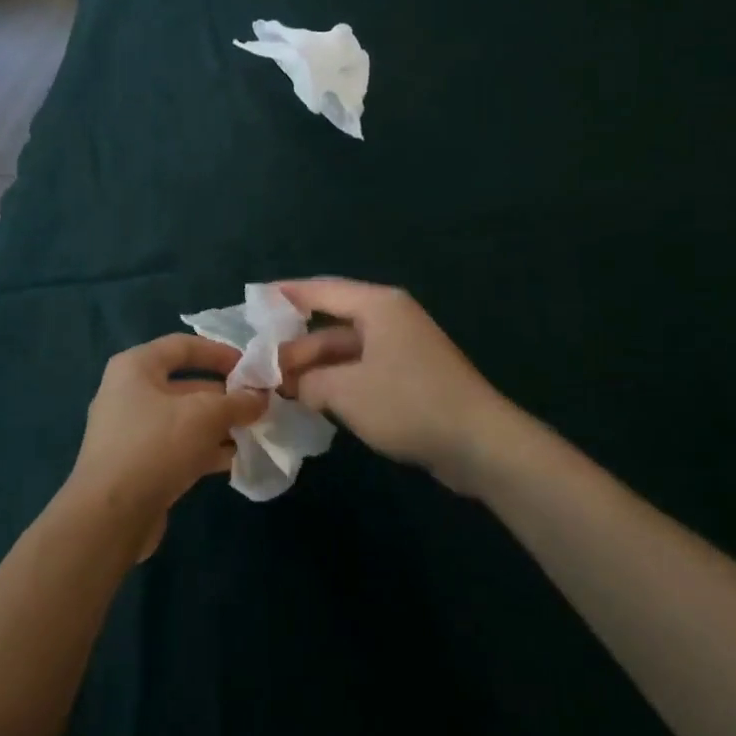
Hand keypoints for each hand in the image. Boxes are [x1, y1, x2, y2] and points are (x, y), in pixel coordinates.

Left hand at [64, 334, 267, 558]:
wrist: (109, 517)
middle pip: (186, 384)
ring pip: (184, 419)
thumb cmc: (155, 446)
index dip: (220, 352)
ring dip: (219, 425)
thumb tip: (259, 397)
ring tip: (255, 433)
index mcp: (136, 367)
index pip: (183, 345)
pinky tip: (235, 460)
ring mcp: (131, 431)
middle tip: (259, 406)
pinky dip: (205, 449)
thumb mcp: (204, 415)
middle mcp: (129, 392)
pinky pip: (177, 447)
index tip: (252, 367)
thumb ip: (237, 401)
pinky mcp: (137, 465)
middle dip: (225, 395)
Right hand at [276, 279, 507, 489]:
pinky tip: (314, 401)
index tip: (255, 300)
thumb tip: (293, 384)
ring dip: (316, 368)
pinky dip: (338, 382)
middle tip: (261, 367)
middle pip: (332, 324)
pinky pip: (362, 370)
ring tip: (279, 388)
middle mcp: (390, 319)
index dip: (286, 295)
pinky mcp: (410, 377)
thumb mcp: (347, 392)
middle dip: (297, 345)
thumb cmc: (409, 404)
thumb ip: (310, 382)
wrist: (480, 444)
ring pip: (346, 351)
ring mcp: (402, 349)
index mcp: (378, 306)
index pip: (322, 291)